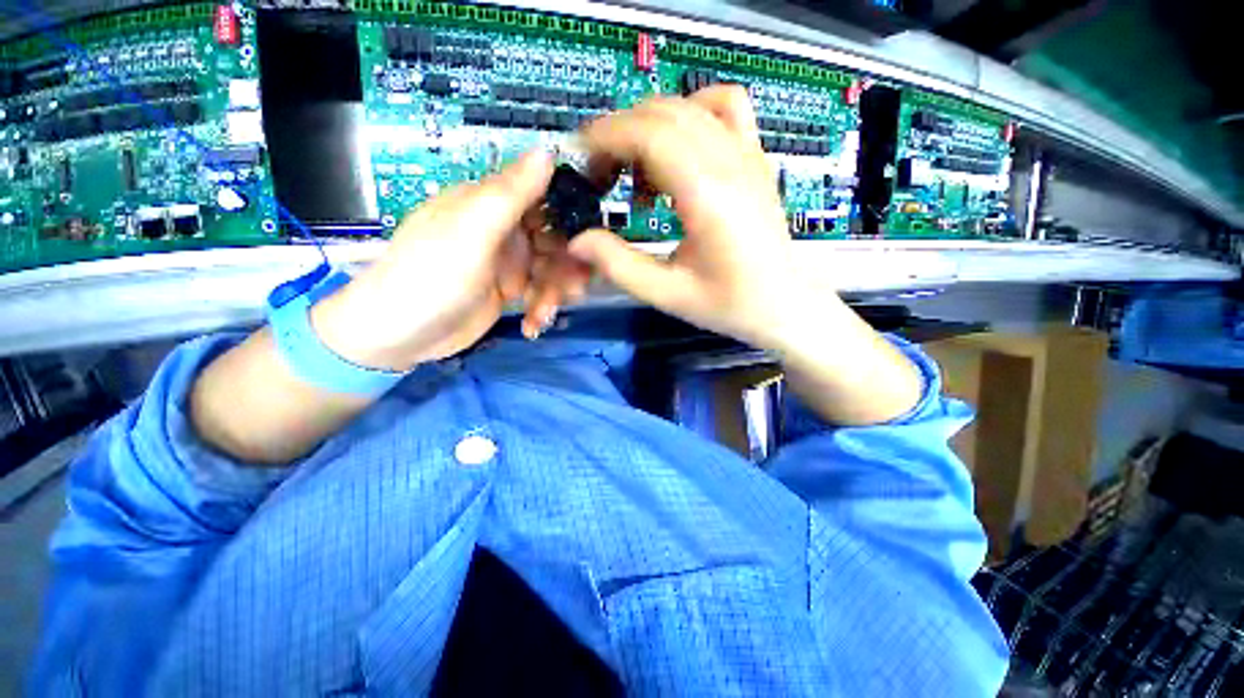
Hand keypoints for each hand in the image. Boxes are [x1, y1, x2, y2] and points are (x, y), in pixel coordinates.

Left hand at [311, 150, 590, 371]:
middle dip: (567, 265)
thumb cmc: (432, 277)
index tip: (590, 242)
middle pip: (555, 239)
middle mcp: (503, 229)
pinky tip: (534, 325)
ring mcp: (507, 262)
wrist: (399, 335)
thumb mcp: (471, 232)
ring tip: (547, 313)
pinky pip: (539, 293)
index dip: (571, 216)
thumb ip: (511, 193)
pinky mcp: (509, 290)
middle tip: (575, 289)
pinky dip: (541, 309)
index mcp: (490, 204)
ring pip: (551, 269)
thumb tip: (548, 150)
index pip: (544, 197)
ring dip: (555, 292)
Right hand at [569, 86, 800, 350]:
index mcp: (709, 196)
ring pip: (688, 105)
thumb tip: (577, 240)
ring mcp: (748, 154)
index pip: (651, 134)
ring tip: (633, 172)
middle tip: (598, 175)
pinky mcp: (754, 158)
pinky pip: (725, 106)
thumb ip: (619, 266)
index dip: (606, 138)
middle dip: (618, 133)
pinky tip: (676, 147)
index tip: (580, 162)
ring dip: (647, 126)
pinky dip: (690, 111)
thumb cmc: (730, 304)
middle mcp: (730, 162)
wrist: (785, 304)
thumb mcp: (668, 294)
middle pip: (664, 113)